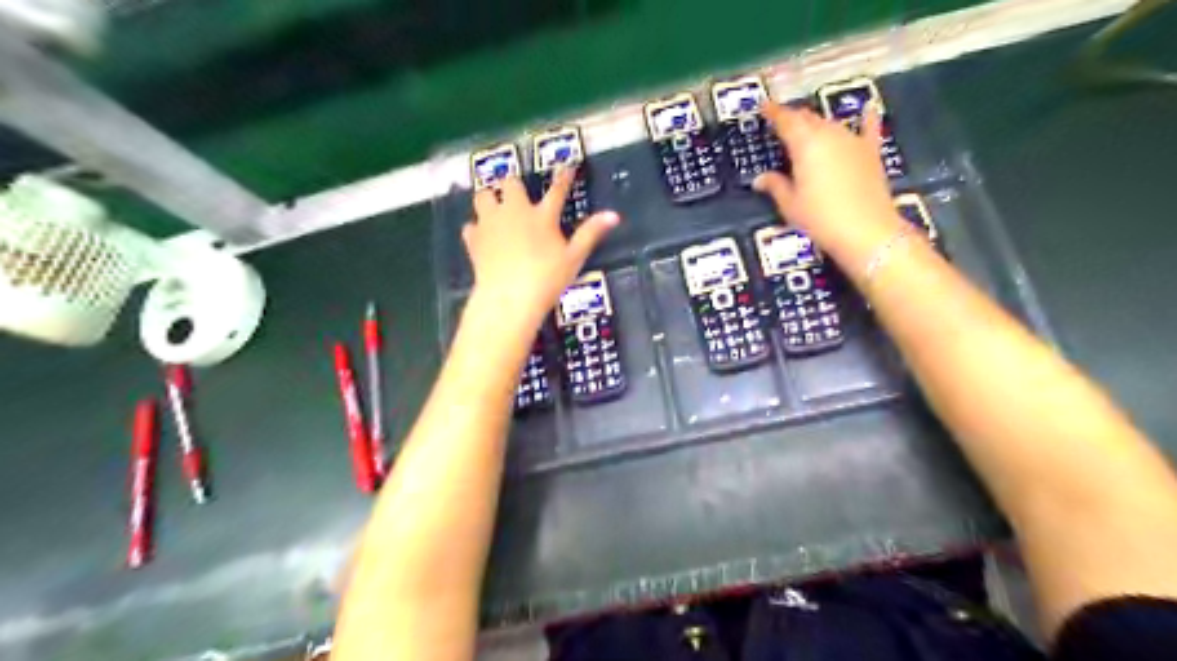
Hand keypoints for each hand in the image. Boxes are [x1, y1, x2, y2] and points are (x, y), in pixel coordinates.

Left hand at [461, 169, 618, 326]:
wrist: (508, 297)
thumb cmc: (546, 278)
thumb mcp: (574, 258)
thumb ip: (591, 234)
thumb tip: (614, 215)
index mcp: (542, 216)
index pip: (556, 190)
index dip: (563, 177)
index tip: (567, 166)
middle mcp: (514, 211)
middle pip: (510, 184)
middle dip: (513, 185)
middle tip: (517, 193)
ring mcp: (491, 223)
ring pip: (483, 197)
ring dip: (489, 199)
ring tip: (494, 207)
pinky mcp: (474, 240)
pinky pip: (470, 226)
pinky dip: (476, 228)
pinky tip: (481, 236)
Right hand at [748, 101, 903, 260]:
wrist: (866, 230)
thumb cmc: (820, 218)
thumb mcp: (790, 205)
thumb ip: (775, 186)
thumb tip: (760, 179)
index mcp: (805, 144)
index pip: (785, 120)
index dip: (773, 112)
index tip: (763, 106)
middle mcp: (829, 134)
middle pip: (808, 119)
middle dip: (793, 118)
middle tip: (780, 122)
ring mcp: (852, 141)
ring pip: (830, 124)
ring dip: (817, 124)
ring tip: (806, 128)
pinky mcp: (871, 152)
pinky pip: (868, 129)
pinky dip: (866, 119)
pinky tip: (868, 108)